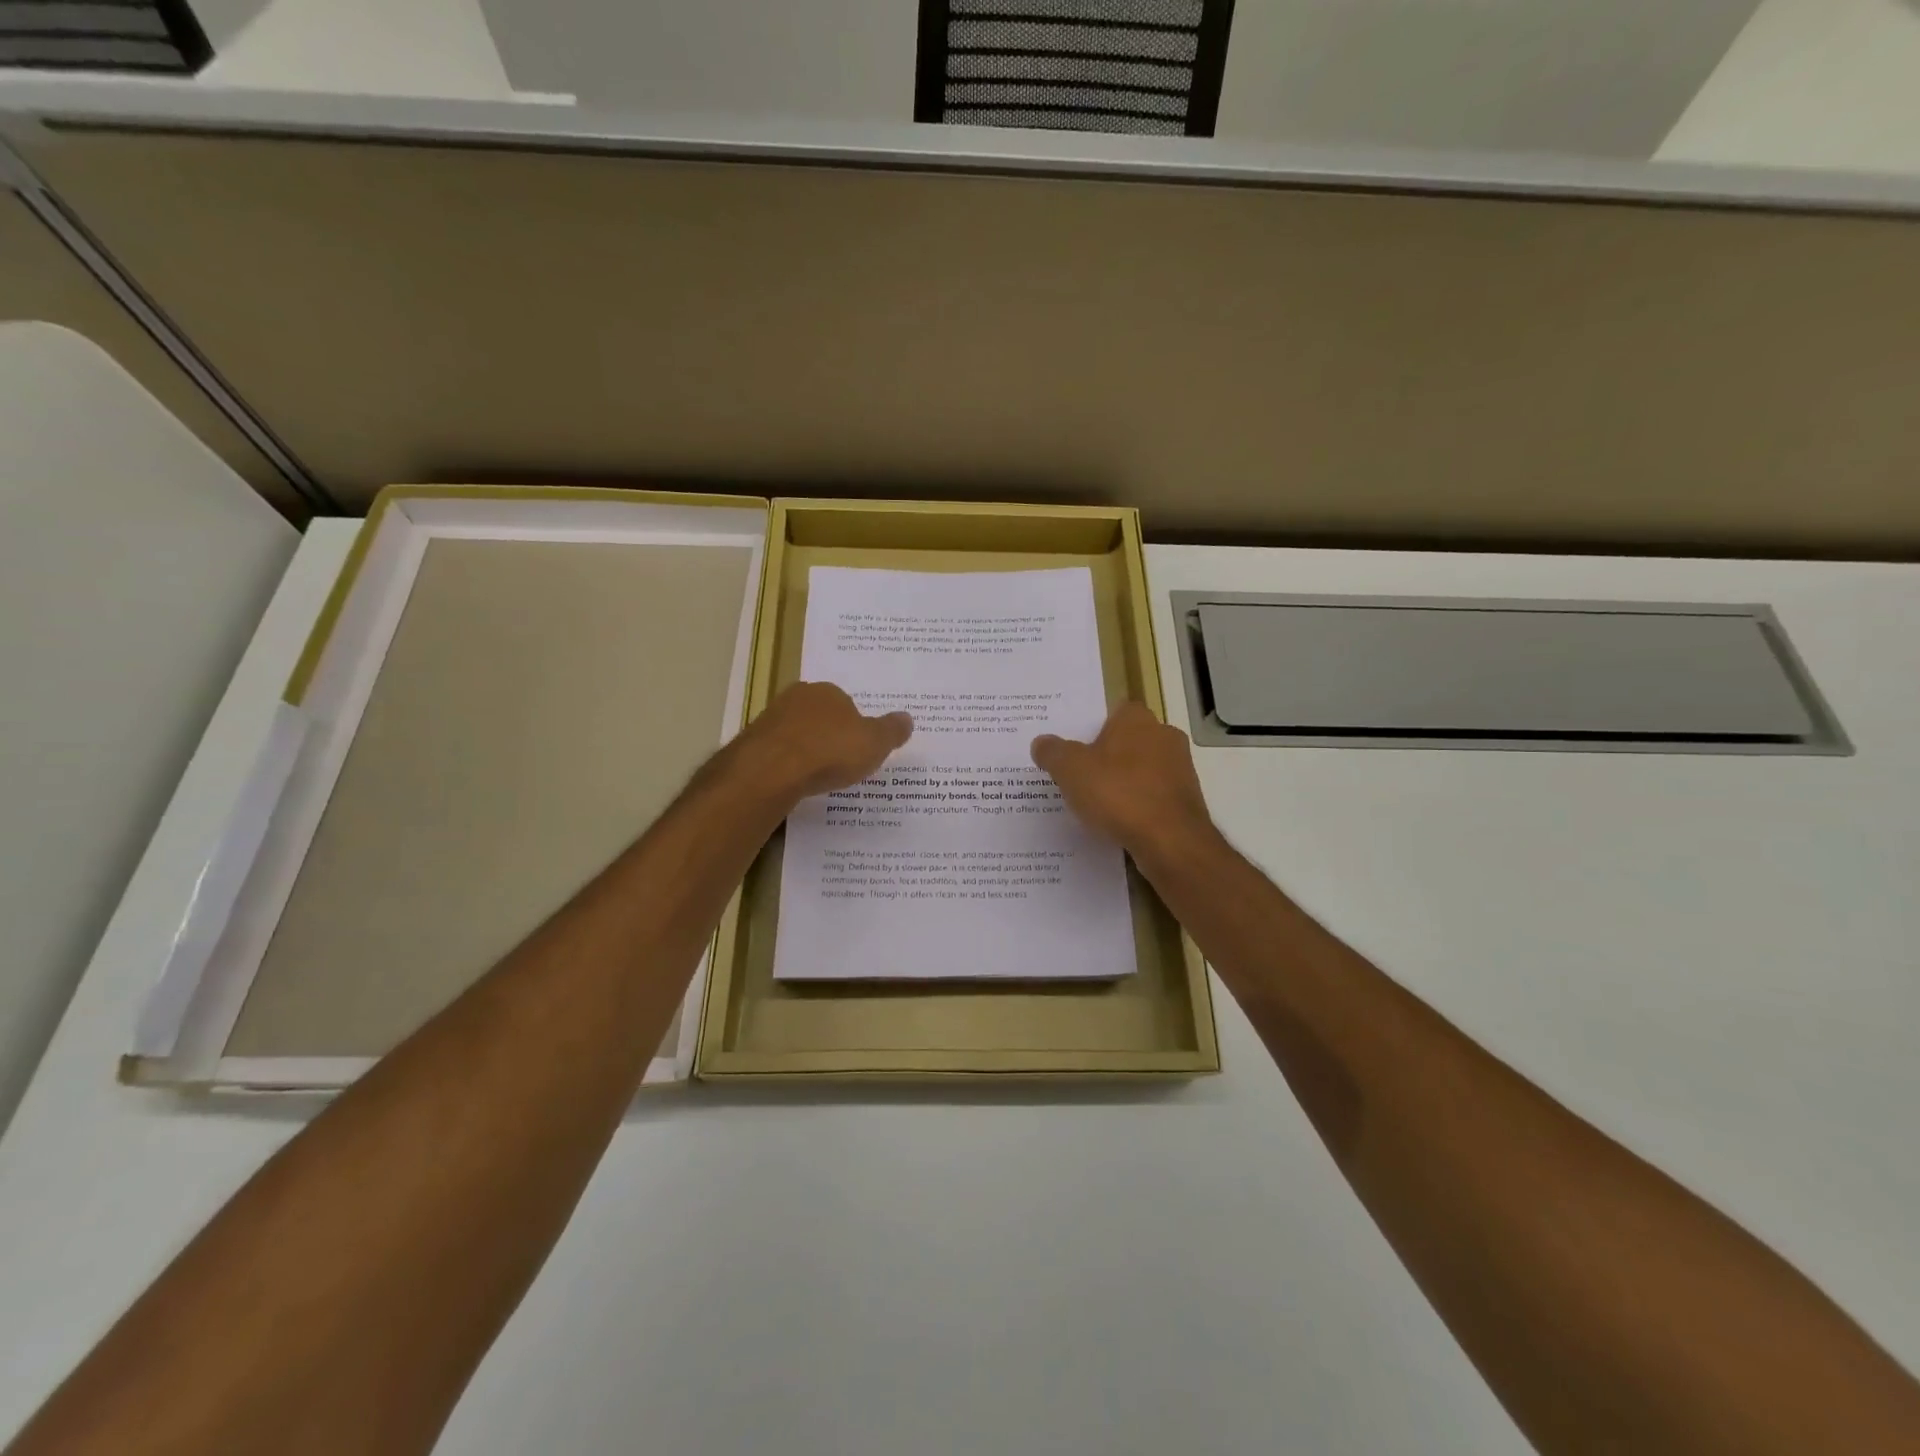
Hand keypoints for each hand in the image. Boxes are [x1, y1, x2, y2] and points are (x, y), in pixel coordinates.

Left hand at [734, 681, 912, 806]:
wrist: (771, 770)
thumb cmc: (830, 751)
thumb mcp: (874, 744)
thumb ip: (891, 731)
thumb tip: (907, 718)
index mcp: (829, 691)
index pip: (846, 703)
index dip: (854, 726)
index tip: (858, 747)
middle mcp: (797, 697)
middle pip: (819, 715)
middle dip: (828, 733)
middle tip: (839, 761)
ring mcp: (770, 717)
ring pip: (795, 731)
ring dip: (805, 748)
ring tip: (816, 775)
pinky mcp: (751, 741)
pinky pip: (777, 751)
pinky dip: (786, 763)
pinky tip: (794, 781)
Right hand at [1031, 703, 1216, 863]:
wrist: (1170, 840)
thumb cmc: (1118, 793)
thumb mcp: (1070, 770)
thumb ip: (1053, 752)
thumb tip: (1041, 742)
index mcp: (1136, 719)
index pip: (1113, 712)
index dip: (1093, 728)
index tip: (1076, 749)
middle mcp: (1164, 736)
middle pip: (1129, 741)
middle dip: (1108, 756)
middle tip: (1080, 776)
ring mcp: (1180, 768)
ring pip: (1143, 769)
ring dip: (1124, 782)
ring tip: (1097, 804)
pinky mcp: (1187, 800)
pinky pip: (1154, 796)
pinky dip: (1138, 805)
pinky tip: (1120, 823)